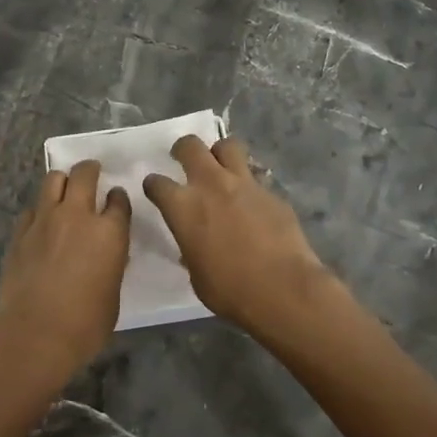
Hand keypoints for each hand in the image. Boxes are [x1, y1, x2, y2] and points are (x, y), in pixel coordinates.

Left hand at [0, 160, 131, 383]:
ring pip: (53, 180)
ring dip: (63, 181)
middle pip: (84, 174)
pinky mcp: (20, 232)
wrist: (34, 335)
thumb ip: (111, 265)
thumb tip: (105, 256)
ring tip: (65, 190)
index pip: (119, 200)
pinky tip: (41, 223)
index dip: (118, 198)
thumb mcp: (112, 294)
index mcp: (109, 232)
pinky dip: (40, 210)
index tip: (116, 199)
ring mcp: (45, 220)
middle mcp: (78, 216)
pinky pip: (32, 208)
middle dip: (90, 169)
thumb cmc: (85, 325)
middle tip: (92, 172)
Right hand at [142, 136, 335, 338]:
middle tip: (184, 158)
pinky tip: (252, 201)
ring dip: (220, 153)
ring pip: (228, 146)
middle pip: (191, 146)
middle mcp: (211, 185)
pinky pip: (255, 176)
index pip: (157, 183)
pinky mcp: (271, 191)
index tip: (155, 190)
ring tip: (221, 167)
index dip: (153, 185)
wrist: (283, 288)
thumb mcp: (197, 274)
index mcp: (183, 207)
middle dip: (183, 149)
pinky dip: (249, 184)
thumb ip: (190, 248)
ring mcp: (244, 183)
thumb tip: (194, 243)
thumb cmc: (230, 290)